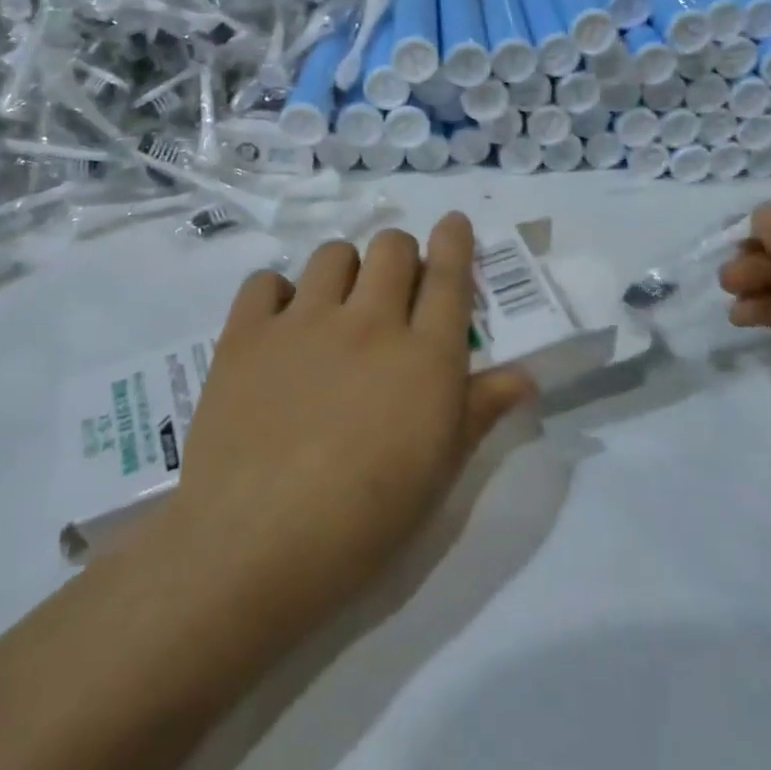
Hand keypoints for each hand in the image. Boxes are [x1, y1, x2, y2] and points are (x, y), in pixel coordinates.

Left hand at [169, 212, 536, 639]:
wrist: (255, 546)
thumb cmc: (366, 521)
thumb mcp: (441, 471)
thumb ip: (482, 410)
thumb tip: (525, 375)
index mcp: (424, 356)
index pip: (449, 275)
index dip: (455, 240)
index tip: (452, 223)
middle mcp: (368, 322)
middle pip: (391, 247)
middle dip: (400, 254)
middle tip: (393, 288)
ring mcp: (303, 322)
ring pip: (332, 254)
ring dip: (344, 269)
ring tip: (337, 307)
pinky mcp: (245, 335)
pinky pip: (265, 282)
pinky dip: (278, 293)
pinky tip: (280, 326)